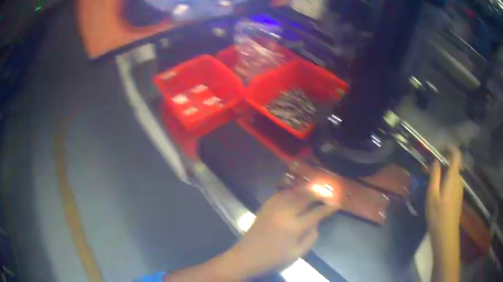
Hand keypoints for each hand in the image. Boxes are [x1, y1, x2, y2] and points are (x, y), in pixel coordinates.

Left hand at [223, 188, 341, 279]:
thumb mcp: (298, 253)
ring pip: (293, 193)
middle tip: (328, 189)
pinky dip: (291, 191)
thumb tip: (316, 222)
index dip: (328, 207)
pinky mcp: (265, 207)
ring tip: (315, 187)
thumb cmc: (274, 259)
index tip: (337, 202)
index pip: (316, 213)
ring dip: (305, 188)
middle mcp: (285, 213)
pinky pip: (280, 194)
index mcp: (294, 227)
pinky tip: (296, 191)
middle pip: (305, 197)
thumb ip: (311, 237)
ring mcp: (273, 208)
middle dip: (318, 192)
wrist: (246, 257)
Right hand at [427, 146, 462, 281]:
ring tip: (434, 182)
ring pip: (454, 175)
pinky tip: (439, 194)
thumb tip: (436, 161)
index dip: (450, 147)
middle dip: (445, 162)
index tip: (441, 147)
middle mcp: (459, 180)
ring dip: (446, 173)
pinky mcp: (458, 198)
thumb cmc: (438, 215)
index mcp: (453, 177)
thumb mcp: (432, 196)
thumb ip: (434, 176)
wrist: (446, 235)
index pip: (456, 155)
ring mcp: (460, 190)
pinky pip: (454, 184)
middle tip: (433, 168)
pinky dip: (447, 182)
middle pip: (455, 165)